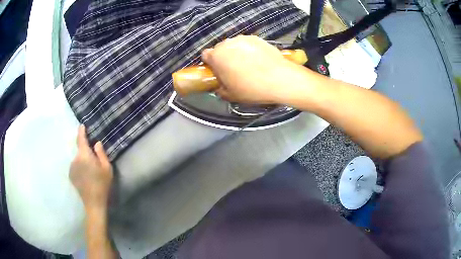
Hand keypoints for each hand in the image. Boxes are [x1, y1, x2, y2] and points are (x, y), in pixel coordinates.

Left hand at [70, 125, 112, 210]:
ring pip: (78, 158)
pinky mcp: (71, 175)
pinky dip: (80, 166)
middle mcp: (75, 159)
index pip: (80, 139)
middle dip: (85, 150)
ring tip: (90, 169)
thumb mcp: (107, 168)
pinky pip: (75, 166)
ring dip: (83, 160)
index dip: (81, 131)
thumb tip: (96, 143)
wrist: (93, 202)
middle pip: (80, 150)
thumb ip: (101, 153)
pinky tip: (86, 175)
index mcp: (84, 155)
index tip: (82, 125)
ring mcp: (71, 167)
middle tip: (93, 158)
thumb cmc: (102, 184)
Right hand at [202, 35, 301, 103]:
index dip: (210, 63)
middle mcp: (227, 43)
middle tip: (233, 70)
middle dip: (224, 57)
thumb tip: (219, 86)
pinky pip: (248, 44)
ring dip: (237, 53)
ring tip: (249, 65)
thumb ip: (220, 89)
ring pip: (234, 45)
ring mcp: (243, 39)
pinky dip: (250, 50)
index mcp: (216, 56)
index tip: (217, 70)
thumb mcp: (231, 95)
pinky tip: (259, 60)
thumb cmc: (251, 88)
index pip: (205, 55)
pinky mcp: (257, 38)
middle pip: (220, 49)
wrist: (280, 79)